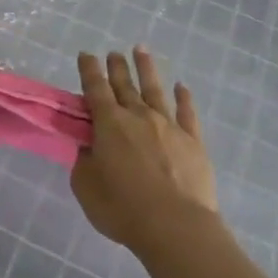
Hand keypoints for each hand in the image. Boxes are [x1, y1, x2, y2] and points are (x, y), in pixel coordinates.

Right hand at [71, 48, 219, 255]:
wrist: (176, 227)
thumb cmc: (123, 208)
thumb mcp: (87, 187)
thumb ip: (84, 162)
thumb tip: (88, 146)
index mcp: (109, 124)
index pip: (95, 89)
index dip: (89, 70)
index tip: (86, 54)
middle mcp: (138, 116)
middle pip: (125, 85)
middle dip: (117, 66)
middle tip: (113, 52)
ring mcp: (169, 125)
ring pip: (155, 89)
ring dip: (147, 69)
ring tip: (141, 50)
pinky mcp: (193, 141)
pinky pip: (187, 113)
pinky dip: (184, 98)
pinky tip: (182, 87)